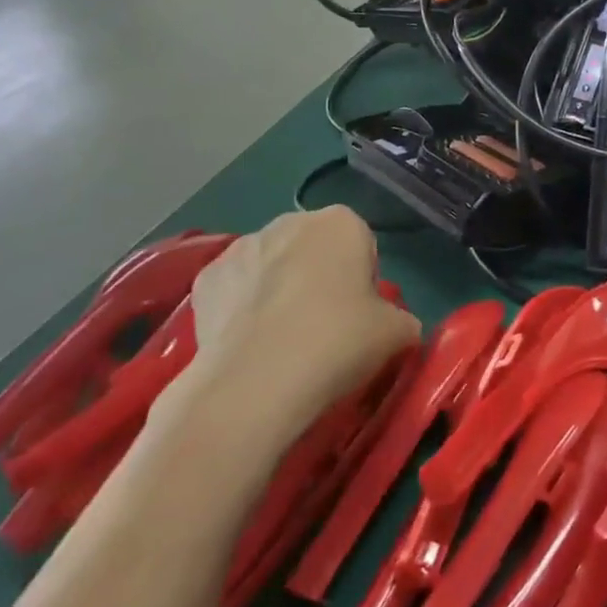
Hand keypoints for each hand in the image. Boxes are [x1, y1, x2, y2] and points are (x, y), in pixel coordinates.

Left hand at [172, 207, 419, 443]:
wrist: (254, 385)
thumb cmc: (337, 343)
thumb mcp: (397, 334)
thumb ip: (402, 319)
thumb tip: (396, 327)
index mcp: (342, 223)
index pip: (361, 245)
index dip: (363, 281)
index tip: (358, 317)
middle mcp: (290, 221)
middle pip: (314, 249)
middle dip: (319, 278)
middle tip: (324, 329)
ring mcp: (241, 247)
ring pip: (272, 265)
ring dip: (279, 290)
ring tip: (282, 342)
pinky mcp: (205, 280)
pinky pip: (235, 289)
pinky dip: (241, 308)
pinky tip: (248, 344)